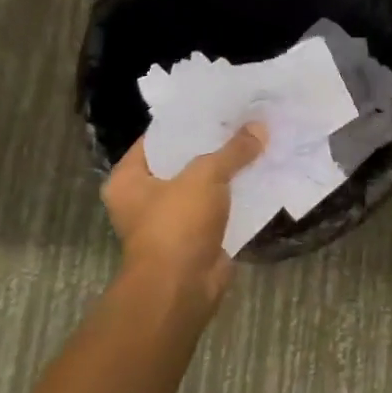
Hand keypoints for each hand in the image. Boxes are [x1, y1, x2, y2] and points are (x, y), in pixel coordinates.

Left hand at [100, 125, 265, 303]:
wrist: (181, 289)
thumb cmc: (177, 224)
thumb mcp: (205, 175)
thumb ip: (232, 150)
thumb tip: (260, 127)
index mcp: (129, 179)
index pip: (159, 138)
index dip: (188, 120)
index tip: (217, 104)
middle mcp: (145, 199)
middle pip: (184, 161)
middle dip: (214, 145)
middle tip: (244, 119)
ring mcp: (172, 220)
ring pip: (205, 185)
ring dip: (229, 171)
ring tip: (258, 142)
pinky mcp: (197, 238)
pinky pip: (220, 208)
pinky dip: (238, 196)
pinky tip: (262, 175)